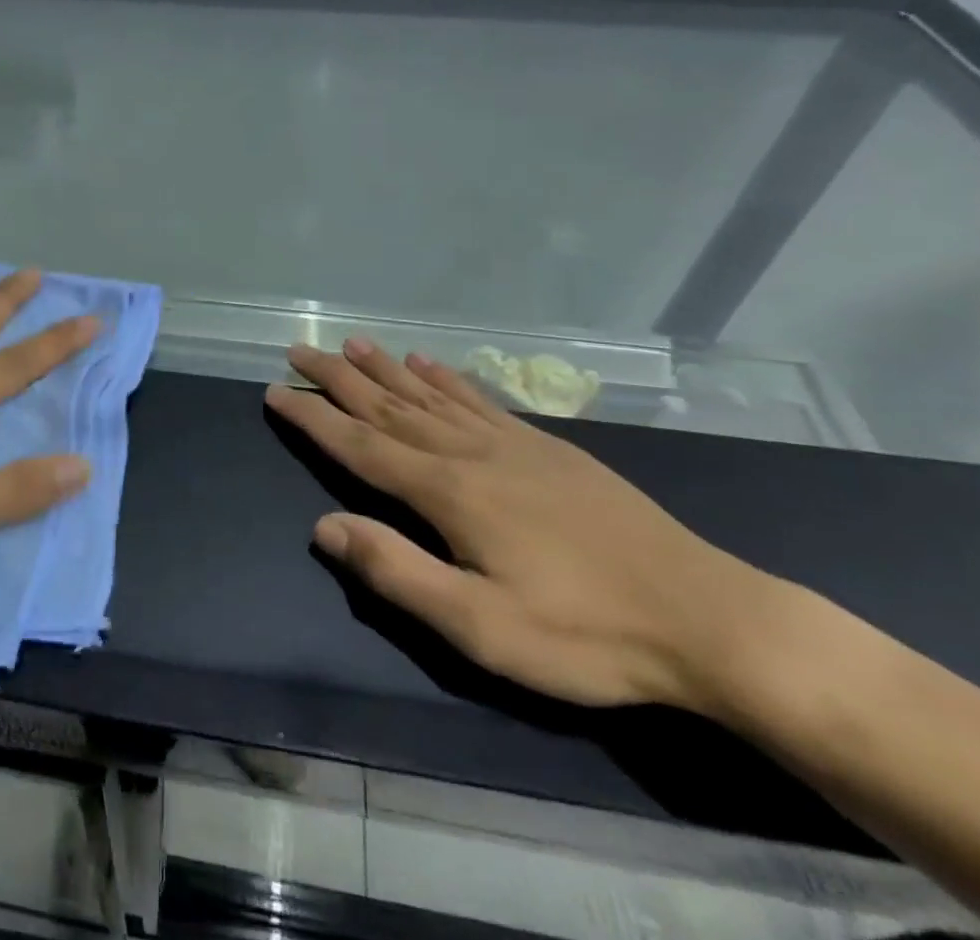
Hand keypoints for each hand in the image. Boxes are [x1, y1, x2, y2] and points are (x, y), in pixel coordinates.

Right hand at [268, 341, 780, 713]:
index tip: (275, 391)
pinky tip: (428, 363)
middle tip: (298, 350)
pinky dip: (444, 378)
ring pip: (428, 394)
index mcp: (446, 491)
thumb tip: (324, 526)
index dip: (313, 418)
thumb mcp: (481, 626)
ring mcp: (510, 443)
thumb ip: (396, 571)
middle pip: (387, 406)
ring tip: (351, 345)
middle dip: (337, 379)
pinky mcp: (546, 446)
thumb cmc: (584, 633)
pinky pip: (478, 400)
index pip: (359, 445)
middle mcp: (468, 452)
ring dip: (383, 369)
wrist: (705, 617)